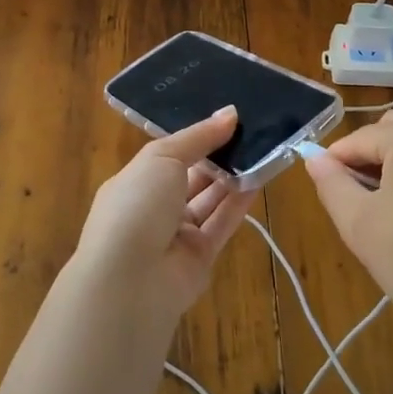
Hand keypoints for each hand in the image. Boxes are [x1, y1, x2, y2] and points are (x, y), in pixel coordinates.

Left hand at [76, 106, 258, 324]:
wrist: (129, 280)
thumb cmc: (137, 206)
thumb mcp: (162, 158)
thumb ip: (198, 137)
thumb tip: (230, 113)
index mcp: (135, 181)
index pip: (170, 154)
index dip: (197, 137)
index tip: (228, 118)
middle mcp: (154, 207)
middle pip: (192, 177)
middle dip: (219, 156)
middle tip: (253, 131)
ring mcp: (176, 234)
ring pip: (210, 200)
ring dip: (233, 177)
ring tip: (263, 150)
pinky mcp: (199, 257)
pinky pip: (222, 223)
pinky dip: (239, 203)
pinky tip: (260, 179)